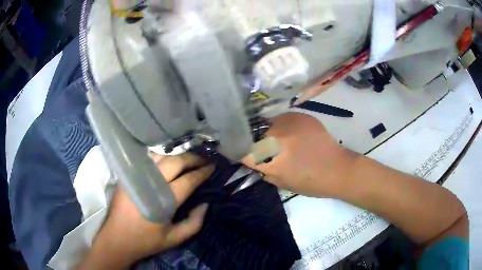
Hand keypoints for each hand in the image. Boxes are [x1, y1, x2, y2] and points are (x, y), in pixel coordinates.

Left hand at [78, 154, 214, 269]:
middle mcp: (151, 184)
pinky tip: (167, 159)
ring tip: (187, 158)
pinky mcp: (128, 175)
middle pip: (175, 162)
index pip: (188, 180)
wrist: (117, 238)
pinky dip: (160, 156)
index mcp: (164, 201)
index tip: (212, 167)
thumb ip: (194, 223)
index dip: (202, 172)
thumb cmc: (146, 240)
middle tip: (203, 159)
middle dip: (192, 158)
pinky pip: (146, 159)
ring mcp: (137, 177)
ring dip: (176, 155)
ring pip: (160, 155)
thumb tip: (205, 204)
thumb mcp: (175, 238)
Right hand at [243, 113, 356, 197]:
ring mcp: (288, 123)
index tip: (239, 151)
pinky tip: (291, 134)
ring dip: (267, 132)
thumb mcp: (281, 183)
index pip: (242, 149)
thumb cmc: (310, 183)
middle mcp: (275, 137)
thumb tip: (254, 160)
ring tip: (277, 139)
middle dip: (253, 140)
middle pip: (252, 133)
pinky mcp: (299, 116)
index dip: (238, 150)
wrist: (337, 169)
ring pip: (266, 124)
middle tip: (260, 146)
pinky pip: (281, 118)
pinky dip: (281, 126)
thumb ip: (264, 170)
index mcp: (270, 159)